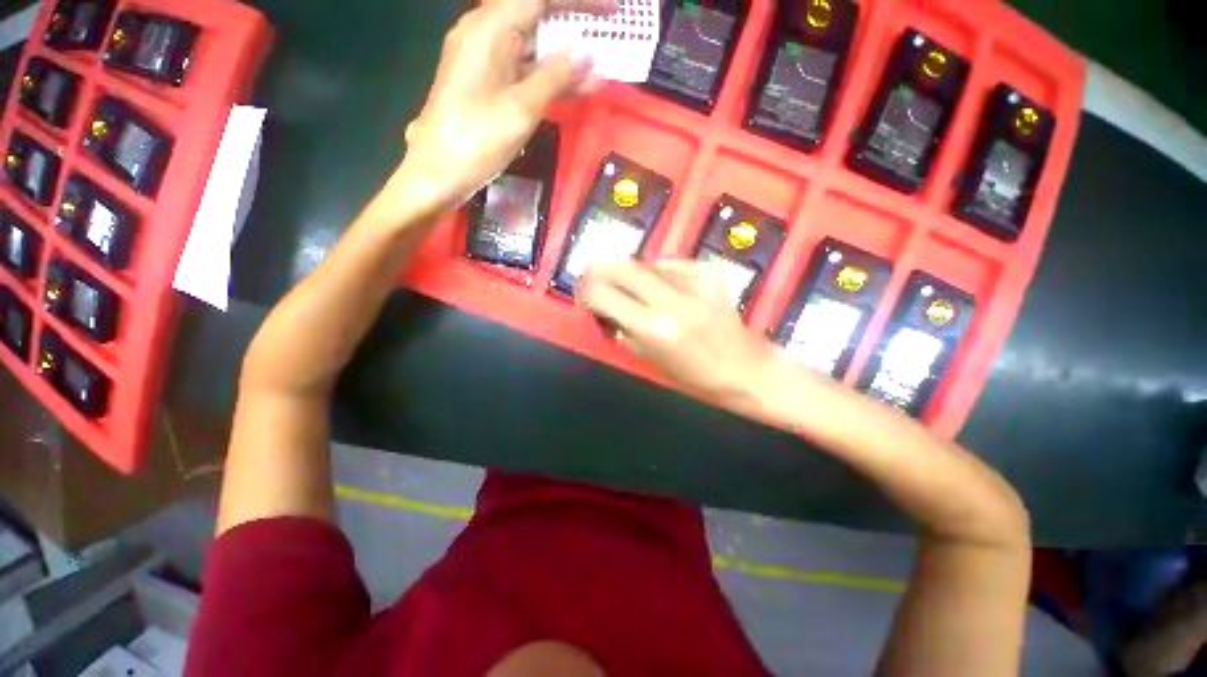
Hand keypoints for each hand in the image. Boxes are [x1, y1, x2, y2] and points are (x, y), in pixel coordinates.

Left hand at [397, 0, 612, 211]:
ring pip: (531, 44)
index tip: (612, 12)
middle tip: (607, 39)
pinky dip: (548, 76)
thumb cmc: (477, 140)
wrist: (438, 172)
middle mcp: (484, 33)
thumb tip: (588, 53)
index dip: (578, 1)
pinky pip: (522, 68)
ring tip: (597, 71)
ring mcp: (483, 59)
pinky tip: (573, 89)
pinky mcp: (485, 82)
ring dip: (564, 55)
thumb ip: (555, 77)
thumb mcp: (521, 109)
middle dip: (573, 24)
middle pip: (535, 14)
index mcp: (489, 29)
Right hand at [578, 260, 777, 403]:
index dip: (587, 291)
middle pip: (623, 268)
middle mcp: (671, 300)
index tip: (582, 294)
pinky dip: (658, 271)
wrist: (745, 369)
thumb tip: (606, 309)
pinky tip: (659, 283)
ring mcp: (694, 283)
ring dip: (630, 272)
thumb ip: (624, 330)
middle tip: (594, 277)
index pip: (605, 295)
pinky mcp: (710, 274)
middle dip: (601, 270)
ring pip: (647, 263)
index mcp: (653, 328)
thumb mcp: (650, 360)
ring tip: (626, 283)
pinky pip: (672, 265)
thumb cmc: (695, 376)